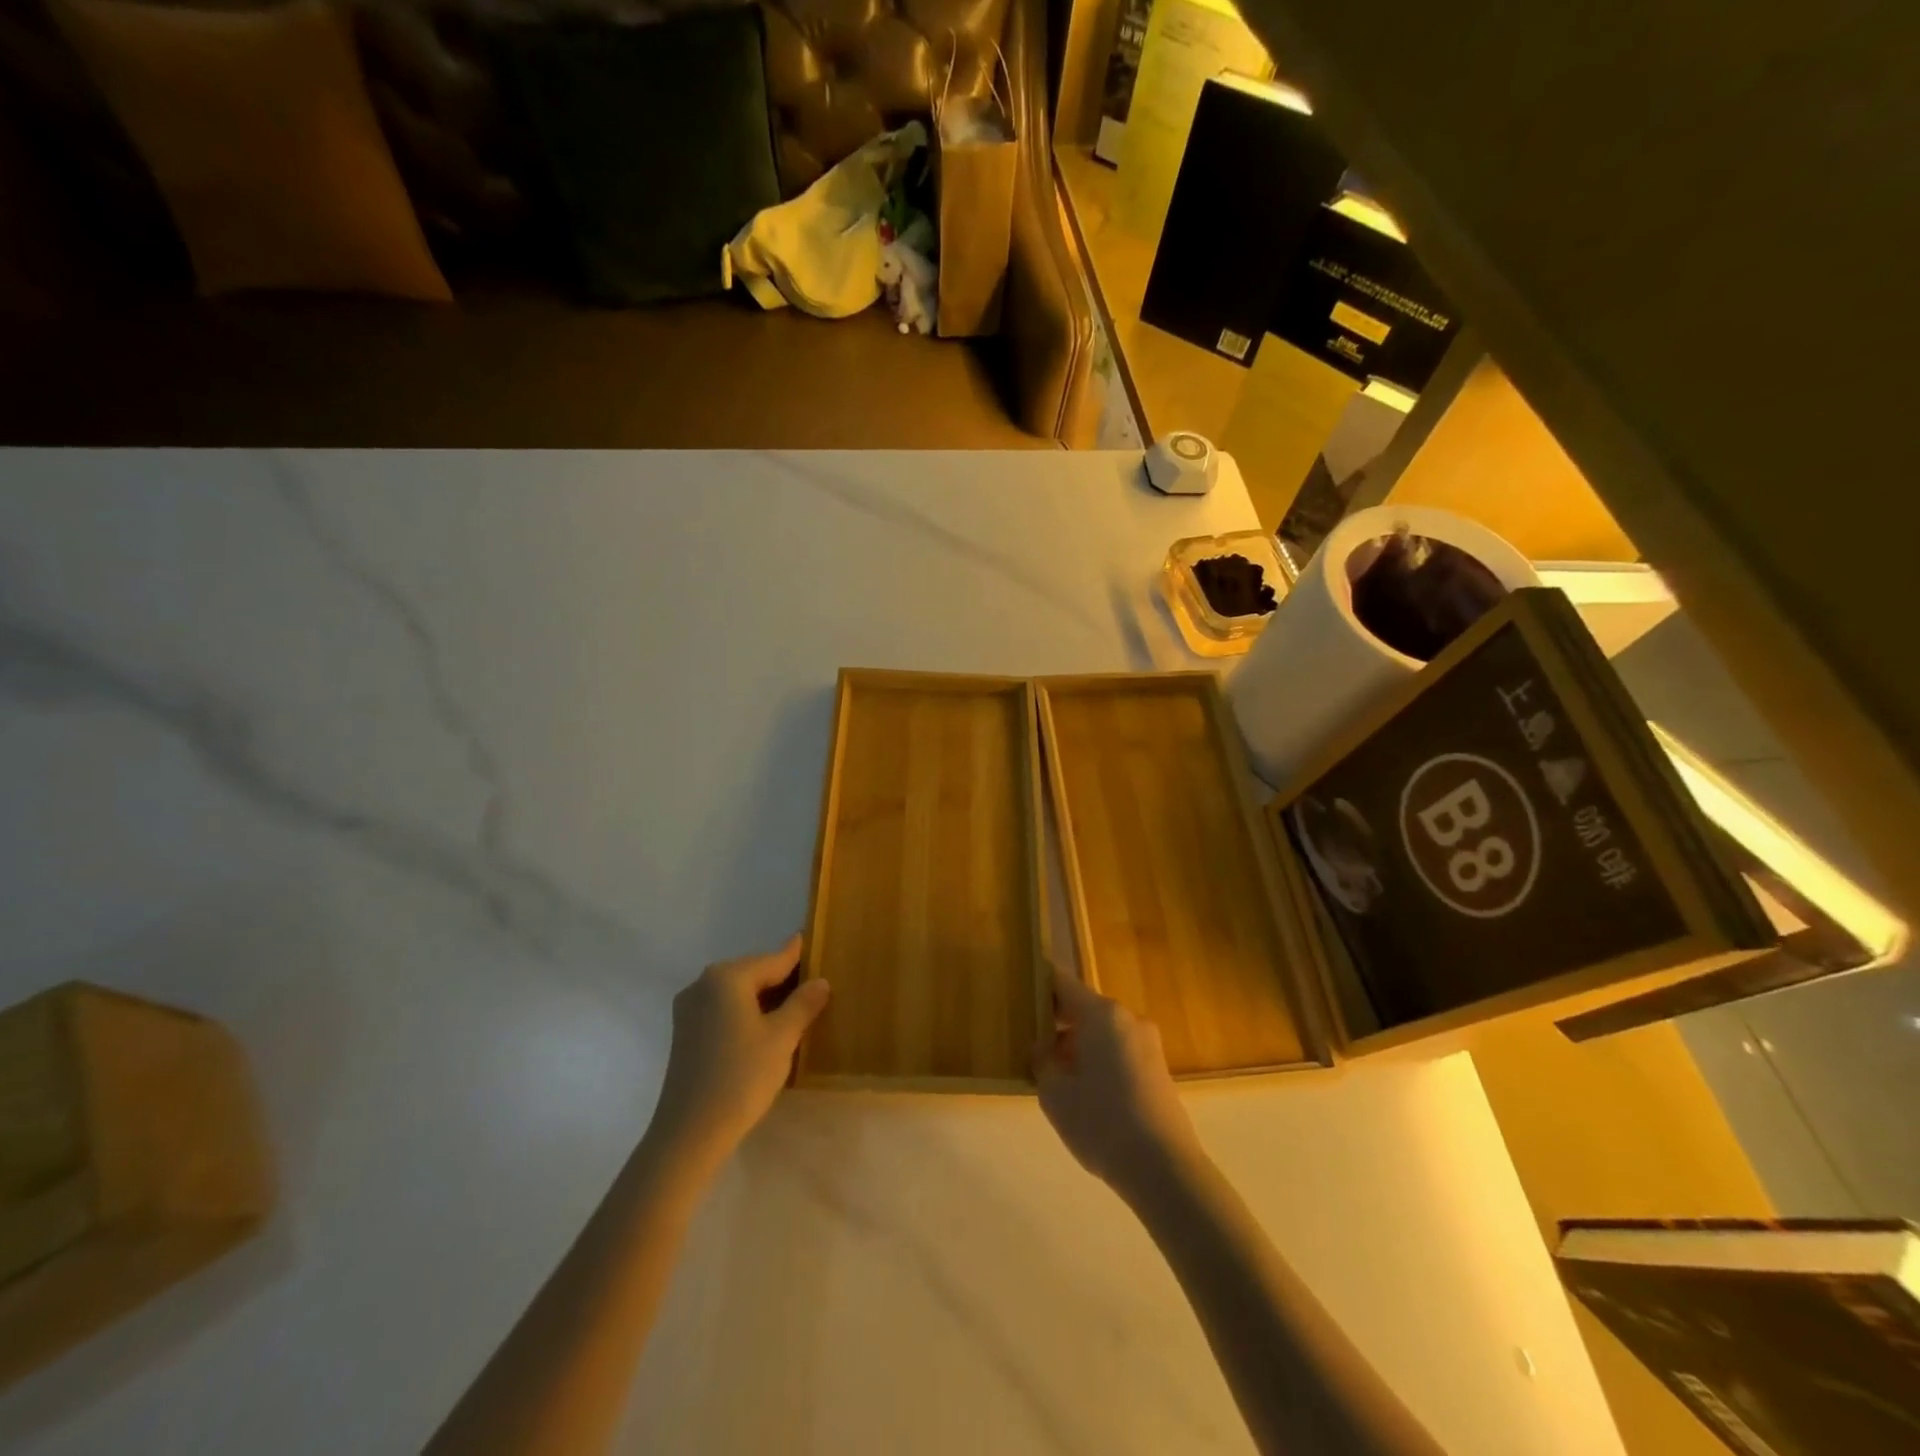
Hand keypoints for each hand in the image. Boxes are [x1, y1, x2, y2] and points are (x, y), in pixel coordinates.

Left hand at [648, 935, 829, 1169]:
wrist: (689, 1133)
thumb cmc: (741, 1077)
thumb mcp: (782, 1038)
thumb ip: (803, 1004)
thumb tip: (820, 981)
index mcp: (727, 977)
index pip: (772, 960)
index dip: (796, 955)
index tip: (809, 940)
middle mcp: (703, 984)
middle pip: (752, 973)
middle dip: (780, 979)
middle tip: (811, 984)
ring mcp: (689, 1009)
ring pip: (736, 992)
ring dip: (763, 997)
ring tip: (793, 1007)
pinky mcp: (684, 1033)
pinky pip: (722, 1009)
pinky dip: (744, 1012)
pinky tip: (762, 1028)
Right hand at [1034, 965, 1199, 1201]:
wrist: (1162, 1168)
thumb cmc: (1100, 1121)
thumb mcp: (1053, 1092)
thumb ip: (1041, 1060)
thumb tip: (1042, 1046)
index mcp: (1101, 1013)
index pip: (1062, 984)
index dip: (1039, 987)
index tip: (1019, 998)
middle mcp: (1127, 1018)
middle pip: (1084, 1008)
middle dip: (1057, 1023)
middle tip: (1031, 1044)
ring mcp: (1147, 1042)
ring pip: (1102, 1032)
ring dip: (1078, 1045)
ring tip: (1055, 1075)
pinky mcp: (1157, 1067)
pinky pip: (1118, 1050)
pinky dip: (1098, 1060)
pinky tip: (1085, 1092)